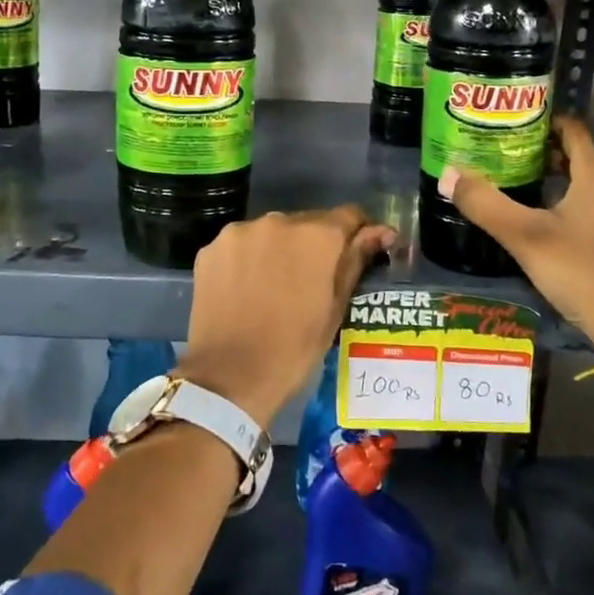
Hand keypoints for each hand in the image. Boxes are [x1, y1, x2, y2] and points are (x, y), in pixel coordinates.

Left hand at [176, 206, 394, 426]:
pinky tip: (246, 288)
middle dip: (314, 244)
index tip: (358, 253)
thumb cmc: (294, 348)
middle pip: (307, 223)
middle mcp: (279, 221)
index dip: (358, 233)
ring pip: (271, 233)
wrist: (229, 378)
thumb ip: (356, 260)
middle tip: (311, 280)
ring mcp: (240, 232)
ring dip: (279, 249)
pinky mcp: (211, 248)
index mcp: (317, 236)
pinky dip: (248, 259)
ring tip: (274, 286)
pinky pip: (241, 245)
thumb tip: (381, 232)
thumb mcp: (335, 308)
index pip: (349, 216)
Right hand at [439, 118, 593, 359]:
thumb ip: (485, 203)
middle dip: (544, 152)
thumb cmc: (579, 271)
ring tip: (521, 186)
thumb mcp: (524, 236)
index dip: (544, 122)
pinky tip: (547, 223)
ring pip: (587, 185)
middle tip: (506, 155)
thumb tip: (447, 172)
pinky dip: (571, 204)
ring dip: (558, 180)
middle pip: (579, 157)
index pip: (573, 131)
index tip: (513, 124)